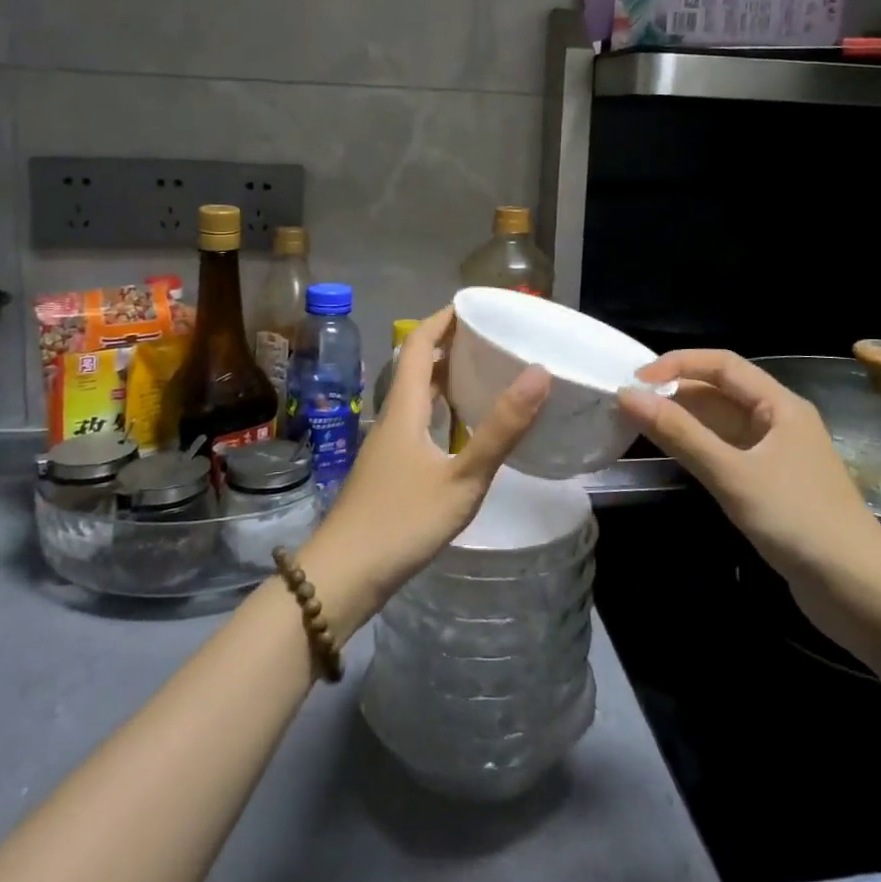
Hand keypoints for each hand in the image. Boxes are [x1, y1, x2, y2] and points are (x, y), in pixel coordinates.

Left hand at [302, 306, 549, 630]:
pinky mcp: (388, 471)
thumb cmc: (401, 522)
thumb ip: (500, 429)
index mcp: (405, 408)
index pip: (420, 345)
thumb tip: (538, 372)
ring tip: (483, 374)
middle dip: (450, 345)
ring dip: (445, 378)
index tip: (474, 304)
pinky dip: (441, 411)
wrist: (342, 577)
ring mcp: (386, 446)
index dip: (443, 319)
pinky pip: (417, 422)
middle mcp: (392, 418)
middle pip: (418, 367)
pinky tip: (461, 430)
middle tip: (491, 338)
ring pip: (417, 397)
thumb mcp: (461, 477)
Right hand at [618, 350, 880, 591]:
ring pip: (722, 423)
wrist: (862, 593)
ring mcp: (776, 455)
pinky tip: (673, 456)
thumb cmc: (799, 521)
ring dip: (685, 420)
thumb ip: (680, 434)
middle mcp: (779, 421)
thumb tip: (627, 395)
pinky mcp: (771, 486)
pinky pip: (727, 452)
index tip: (635, 380)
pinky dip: (698, 448)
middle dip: (676, 392)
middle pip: (721, 391)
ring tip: (640, 425)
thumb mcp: (733, 475)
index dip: (677, 364)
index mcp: (780, 405)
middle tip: (629, 404)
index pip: (722, 364)